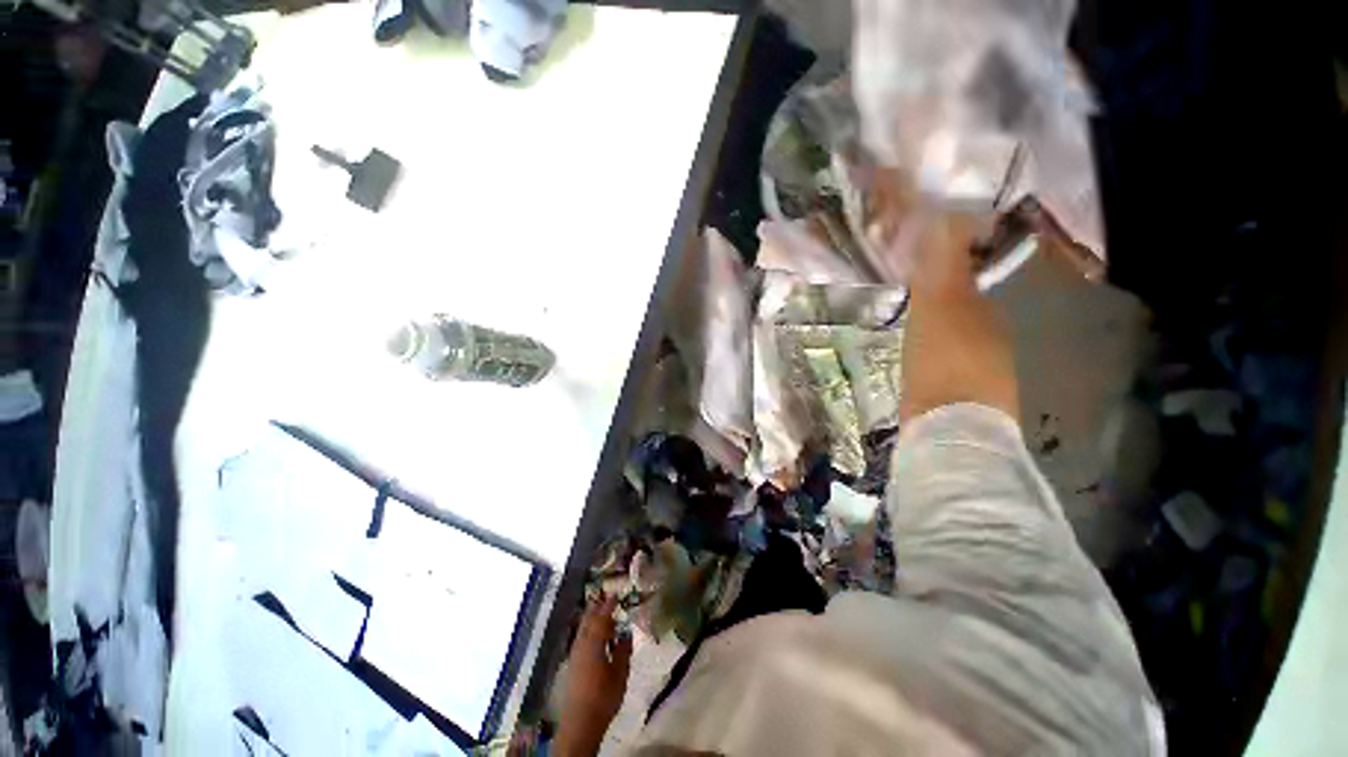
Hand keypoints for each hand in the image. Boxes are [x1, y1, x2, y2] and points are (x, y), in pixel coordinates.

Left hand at [554, 596, 631, 756]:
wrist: (580, 722)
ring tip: (601, 615)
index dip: (608, 605)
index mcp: (594, 643)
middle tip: (605, 598)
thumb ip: (623, 651)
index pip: (601, 618)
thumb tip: (626, 633)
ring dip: (591, 619)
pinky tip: (594, 637)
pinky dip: (587, 631)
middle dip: (596, 608)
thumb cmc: (603, 696)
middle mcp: (581, 645)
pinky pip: (580, 639)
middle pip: (587, 621)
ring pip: (582, 630)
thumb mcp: (620, 673)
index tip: (615, 594)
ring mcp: (574, 655)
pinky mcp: (572, 666)